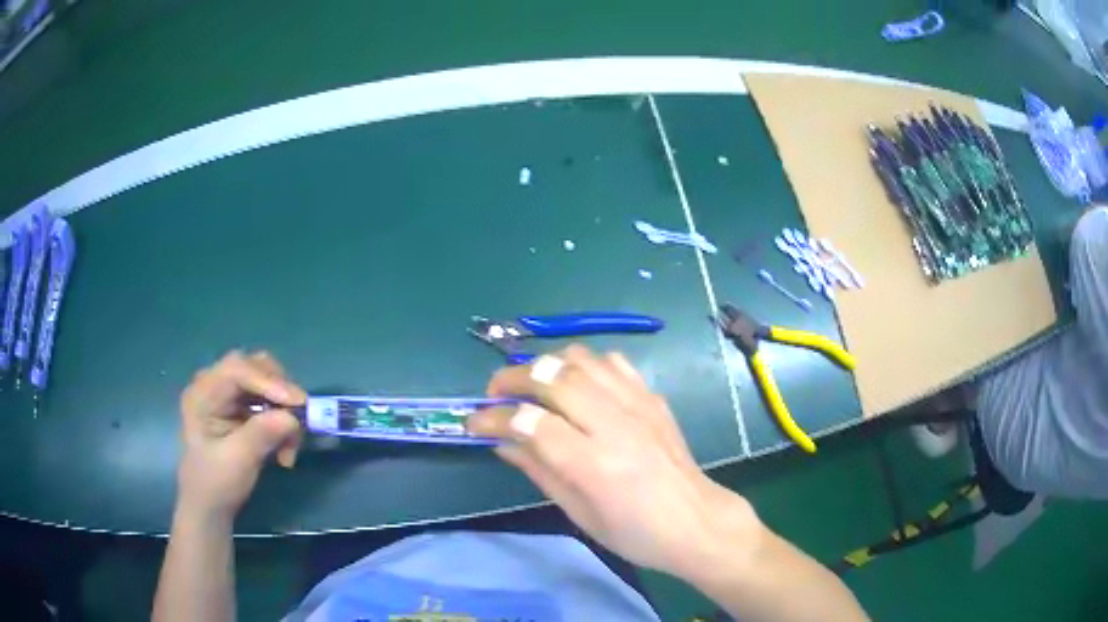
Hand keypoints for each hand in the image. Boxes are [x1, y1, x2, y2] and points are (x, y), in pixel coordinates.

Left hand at [176, 350, 305, 519]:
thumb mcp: (237, 462)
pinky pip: (270, 402)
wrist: (210, 507)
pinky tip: (285, 450)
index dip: (268, 381)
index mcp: (202, 394)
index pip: (236, 370)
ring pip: (267, 383)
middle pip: (254, 367)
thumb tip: (292, 417)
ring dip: (285, 410)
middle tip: (300, 418)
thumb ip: (261, 435)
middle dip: (280, 392)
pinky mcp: (242, 408)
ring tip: (291, 446)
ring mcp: (228, 396)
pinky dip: (283, 422)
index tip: (297, 403)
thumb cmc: (216, 484)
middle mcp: (214, 385)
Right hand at [467, 344, 761, 577]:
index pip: (531, 423)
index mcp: (595, 465)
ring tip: (531, 383)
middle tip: (495, 392)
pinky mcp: (653, 398)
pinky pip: (614, 363)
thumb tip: (502, 442)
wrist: (696, 522)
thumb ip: (538, 471)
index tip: (474, 422)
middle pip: (554, 377)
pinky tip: (577, 383)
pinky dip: (585, 364)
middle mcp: (616, 425)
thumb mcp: (579, 513)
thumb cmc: (634, 532)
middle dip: (513, 378)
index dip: (494, 418)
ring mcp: (638, 405)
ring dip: (547, 364)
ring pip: (582, 360)